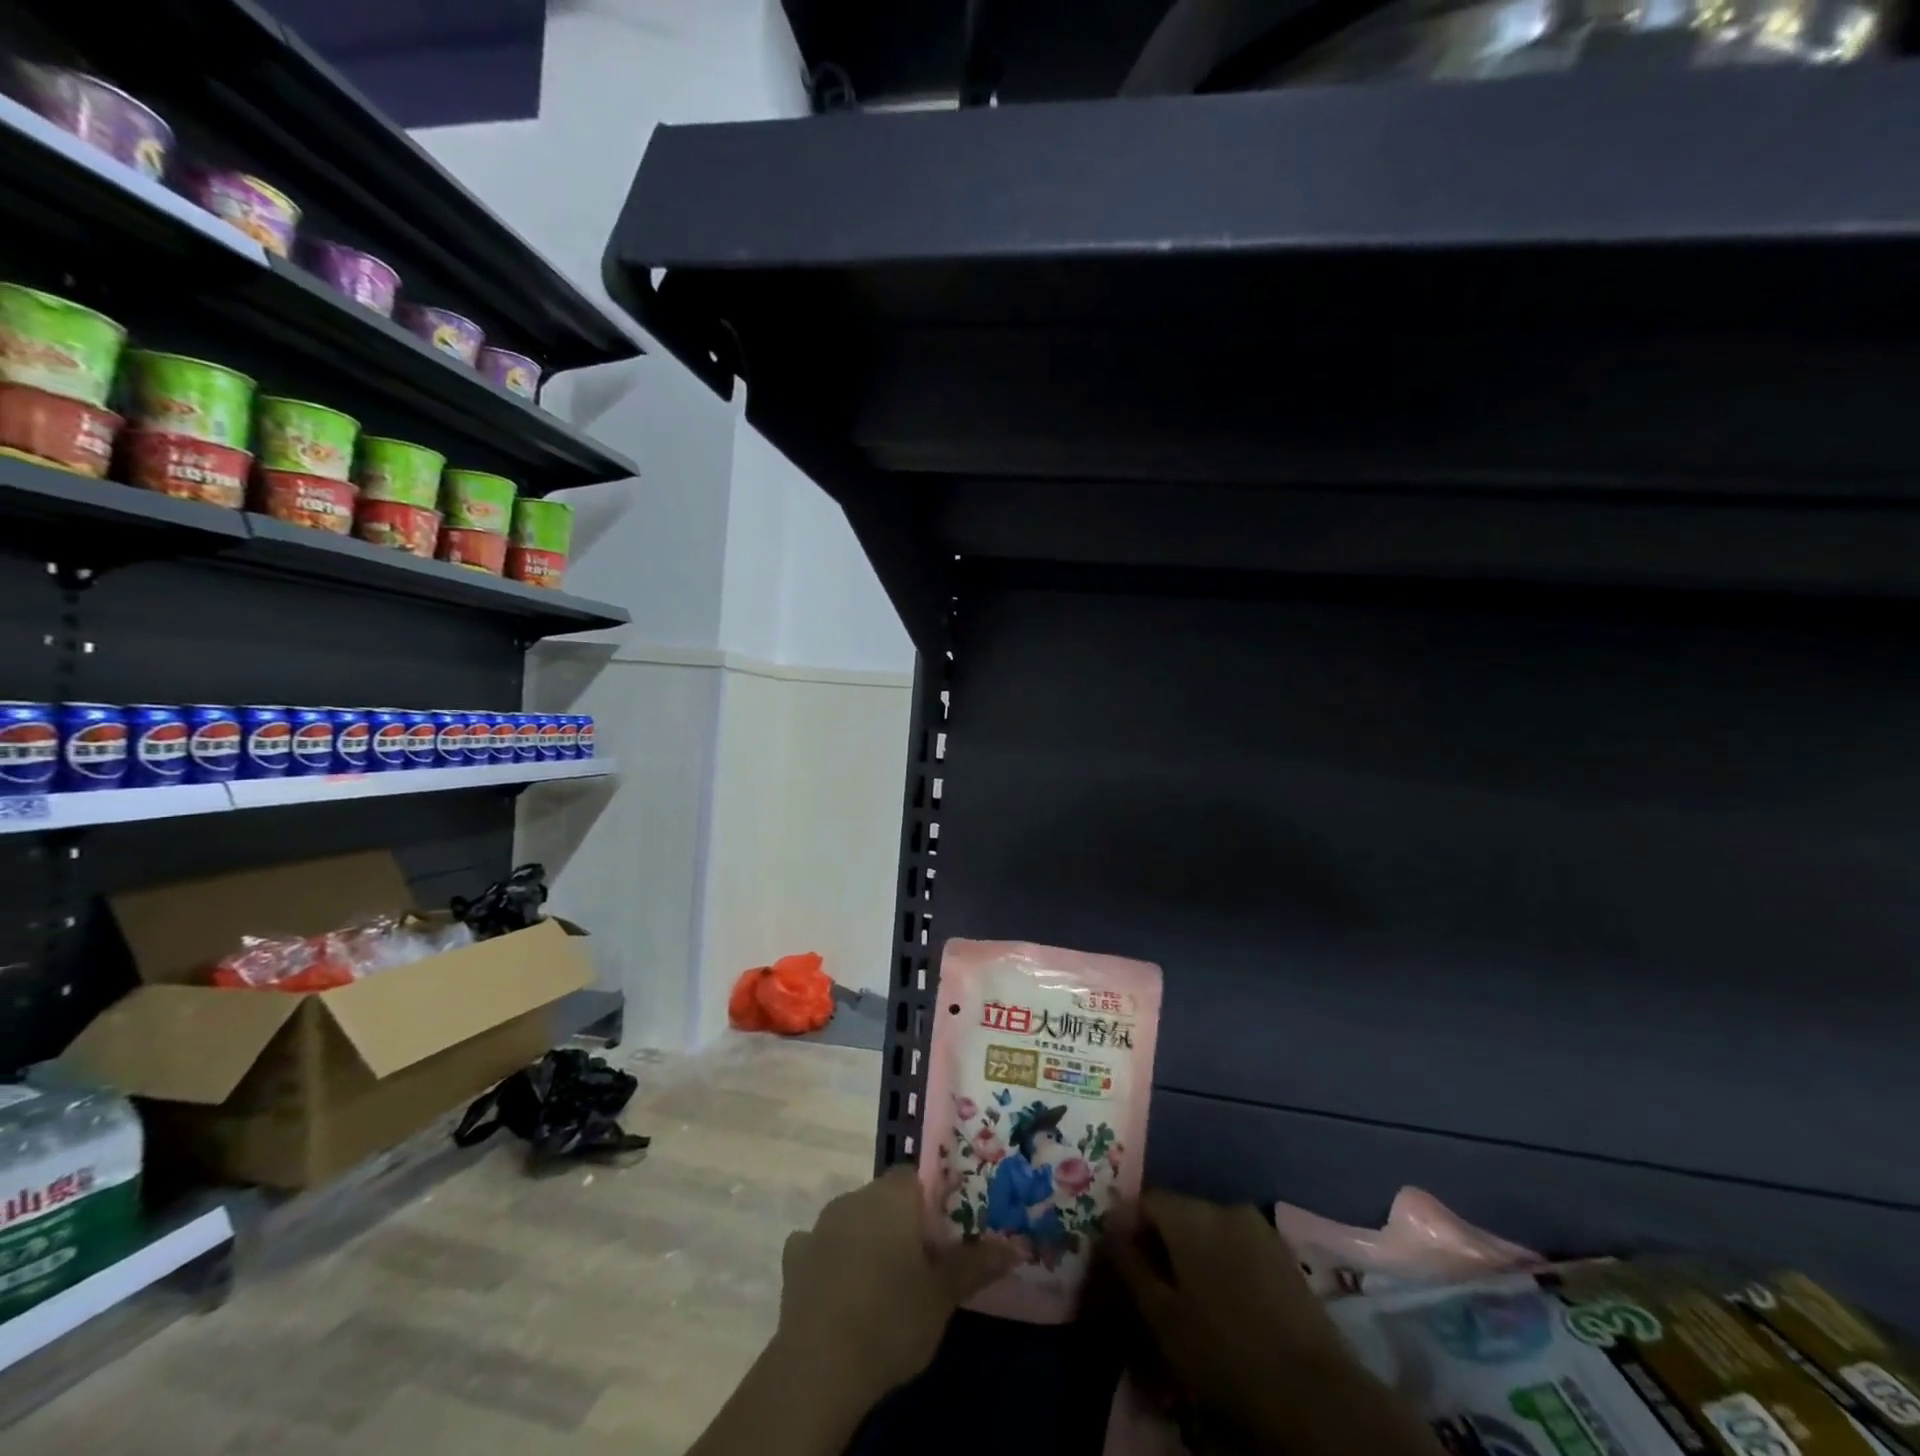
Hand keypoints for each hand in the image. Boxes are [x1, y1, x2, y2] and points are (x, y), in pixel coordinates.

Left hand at [776, 1165, 1019, 1402]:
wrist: (821, 1365)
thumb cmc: (891, 1319)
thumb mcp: (943, 1296)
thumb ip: (976, 1264)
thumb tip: (1013, 1245)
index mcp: (893, 1196)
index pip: (915, 1177)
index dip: (930, 1203)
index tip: (941, 1237)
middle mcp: (855, 1196)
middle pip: (884, 1198)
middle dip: (899, 1223)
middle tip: (917, 1266)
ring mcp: (820, 1224)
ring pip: (852, 1219)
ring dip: (865, 1239)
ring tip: (880, 1284)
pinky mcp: (794, 1256)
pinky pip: (818, 1246)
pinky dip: (830, 1260)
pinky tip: (839, 1290)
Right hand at [1107, 1190, 1441, 1455]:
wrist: (1314, 1393)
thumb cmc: (1223, 1352)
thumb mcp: (1161, 1316)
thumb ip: (1129, 1263)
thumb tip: (1108, 1225)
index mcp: (1190, 1214)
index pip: (1144, 1200)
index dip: (1128, 1229)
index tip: (1123, 1265)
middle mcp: (1222, 1205)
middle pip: (1177, 1212)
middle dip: (1160, 1242)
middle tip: (1154, 1287)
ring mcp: (1258, 1227)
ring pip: (1208, 1229)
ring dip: (1192, 1253)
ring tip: (1189, 1298)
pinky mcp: (1282, 1252)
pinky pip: (1236, 1244)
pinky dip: (1221, 1263)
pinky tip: (1224, 1302)